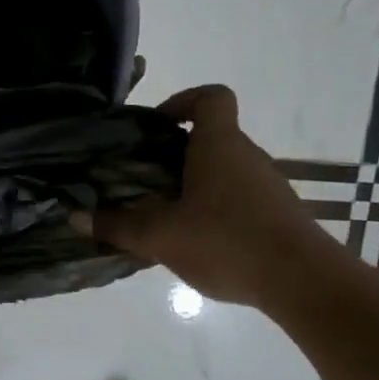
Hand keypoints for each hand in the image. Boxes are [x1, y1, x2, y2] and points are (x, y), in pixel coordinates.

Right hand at [91, 84, 337, 308]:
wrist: (303, 282)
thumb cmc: (227, 241)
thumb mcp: (161, 236)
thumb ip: (117, 225)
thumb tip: (75, 216)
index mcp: (219, 145)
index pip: (211, 98)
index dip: (182, 101)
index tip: (156, 126)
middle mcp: (247, 156)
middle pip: (210, 137)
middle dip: (174, 154)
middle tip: (142, 180)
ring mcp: (266, 186)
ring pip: (223, 171)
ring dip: (193, 185)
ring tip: (162, 216)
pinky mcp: (277, 214)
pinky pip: (237, 198)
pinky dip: (214, 209)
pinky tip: (195, 242)